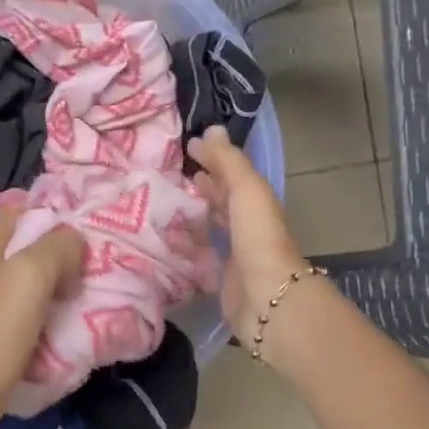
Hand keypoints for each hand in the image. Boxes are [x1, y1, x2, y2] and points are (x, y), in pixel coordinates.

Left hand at [0, 207, 83, 428]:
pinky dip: (25, 311)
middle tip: (80, 283)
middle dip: (52, 260)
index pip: (25, 212)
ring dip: (41, 289)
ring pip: (12, 277)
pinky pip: (3, 304)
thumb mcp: (32, 278)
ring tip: (66, 308)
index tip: (84, 254)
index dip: (58, 227)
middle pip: (19, 245)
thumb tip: (73, 239)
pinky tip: (41, 330)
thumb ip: (58, 246)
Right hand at [187, 126, 308, 348]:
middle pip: (223, 201)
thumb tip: (210, 130)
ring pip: (210, 228)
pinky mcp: (219, 281)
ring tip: (161, 205)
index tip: (186, 147)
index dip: (214, 159)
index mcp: (257, 203)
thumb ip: (228, 161)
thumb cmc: (258, 238)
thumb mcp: (246, 189)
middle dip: (202, 187)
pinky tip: (165, 242)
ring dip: (191, 216)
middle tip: (171, 174)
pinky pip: (200, 257)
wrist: (267, 299)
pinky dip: (185, 247)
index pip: (233, 175)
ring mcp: (234, 255)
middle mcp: (247, 227)